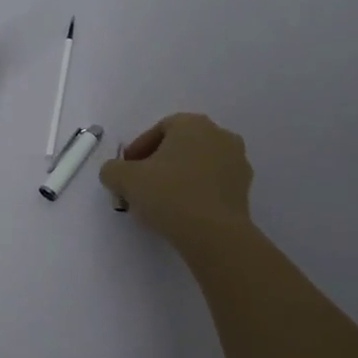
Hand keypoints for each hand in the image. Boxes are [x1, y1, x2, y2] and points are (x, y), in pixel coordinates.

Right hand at [98, 112, 253, 243]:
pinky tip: (183, 212)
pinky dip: (197, 192)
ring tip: (161, 202)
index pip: (159, 129)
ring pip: (198, 165)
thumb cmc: (169, 194)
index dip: (138, 150)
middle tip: (141, 186)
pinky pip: (213, 184)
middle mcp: (220, 135)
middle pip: (180, 146)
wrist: (214, 234)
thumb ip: (112, 169)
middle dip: (158, 163)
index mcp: (193, 123)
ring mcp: (237, 162)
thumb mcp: (124, 179)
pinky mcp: (245, 189)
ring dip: (179, 177)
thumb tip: (114, 172)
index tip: (126, 172)